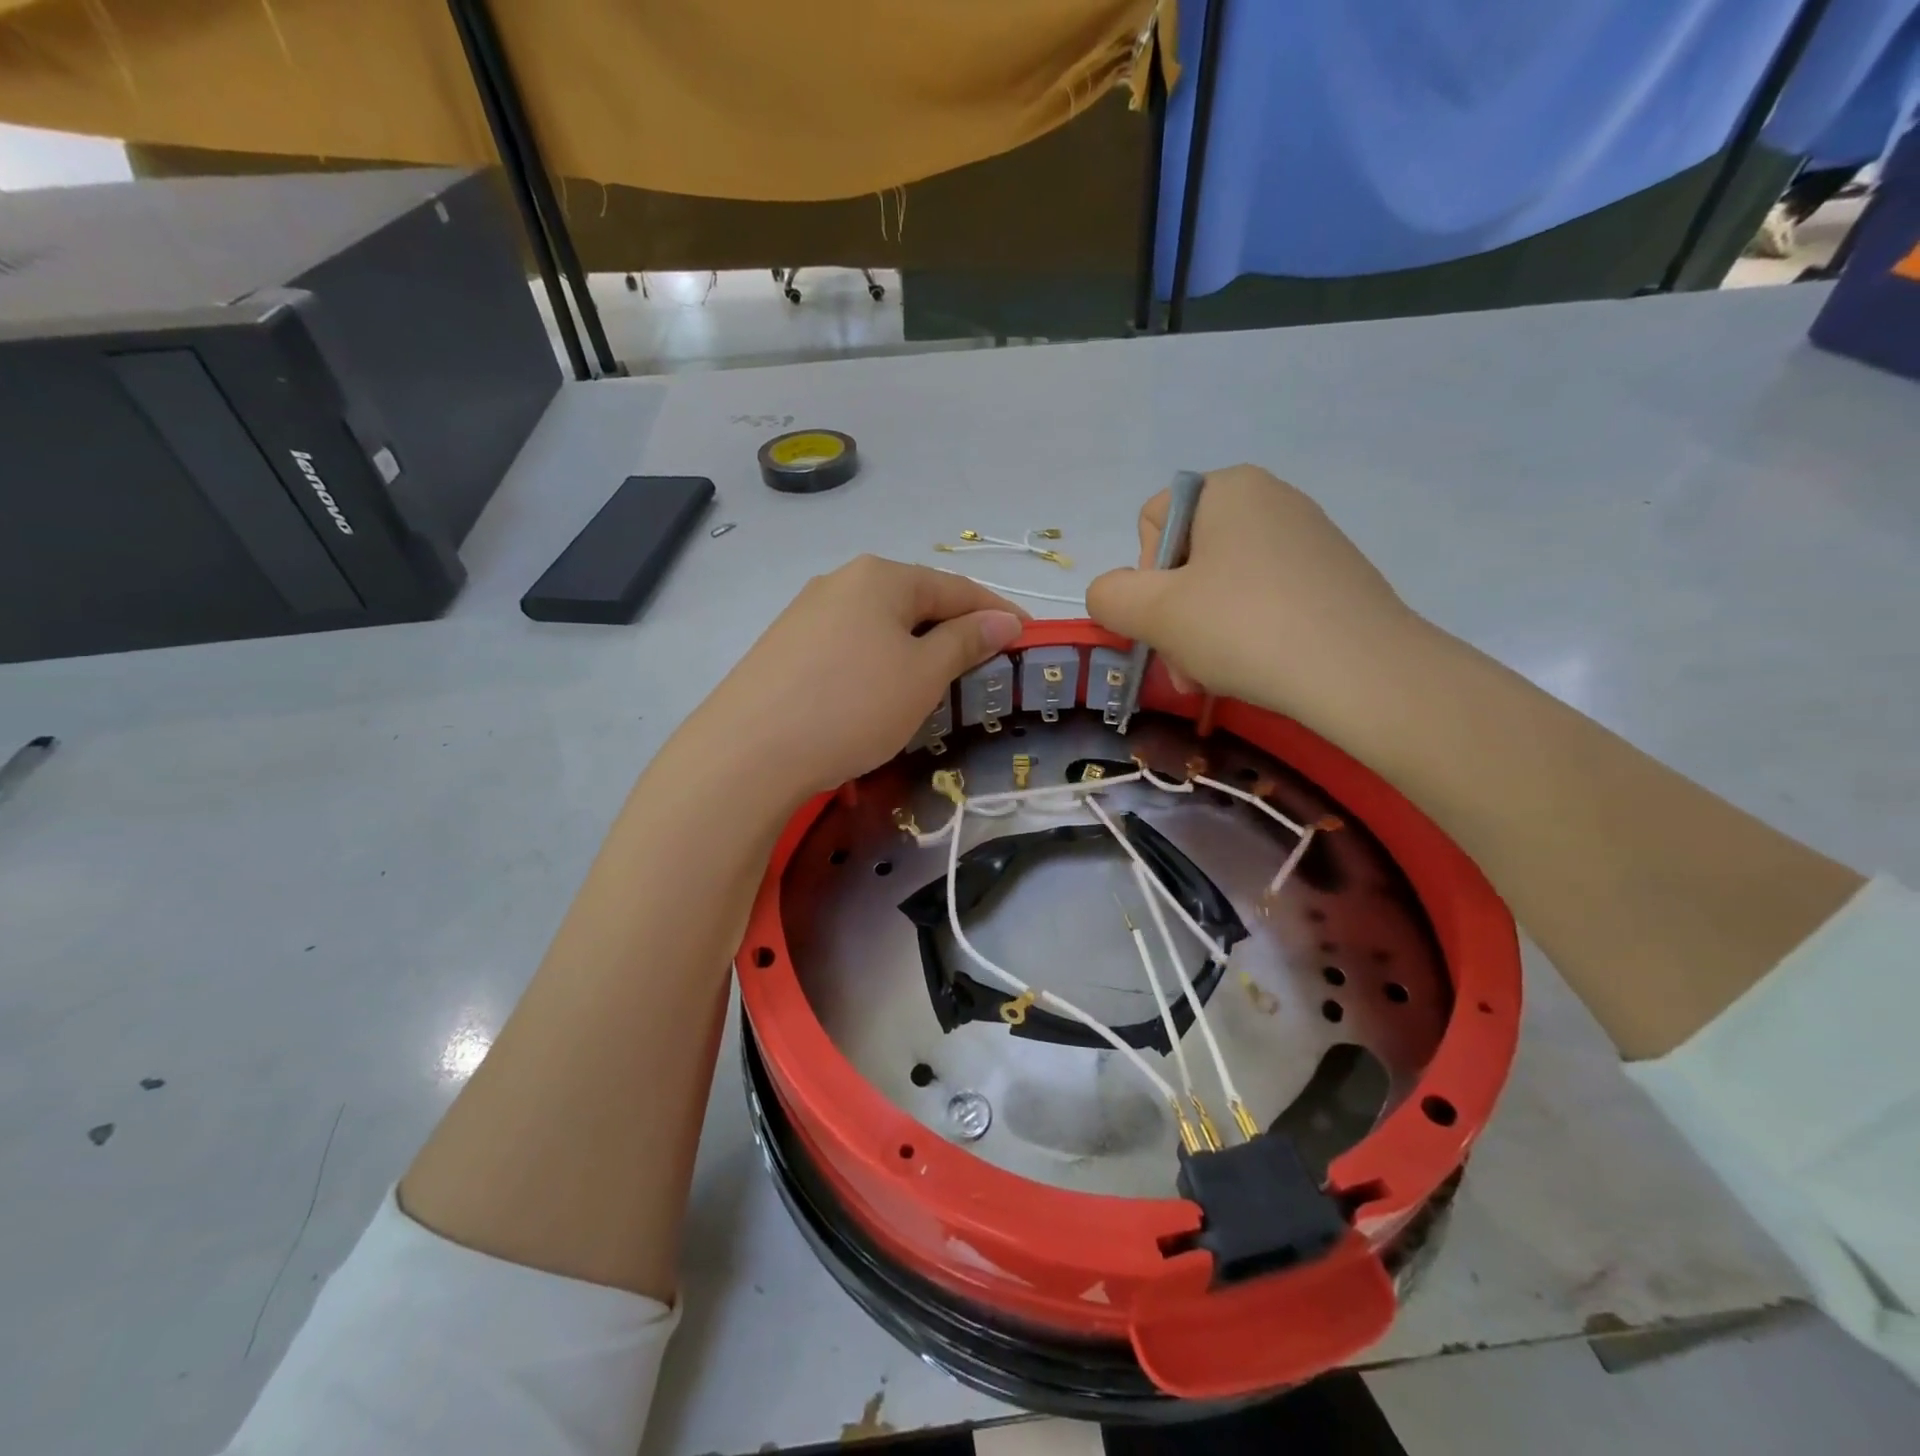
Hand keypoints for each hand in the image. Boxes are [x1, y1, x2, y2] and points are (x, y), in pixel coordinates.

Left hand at [684, 556, 1025, 799]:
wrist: (748, 752)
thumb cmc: (852, 706)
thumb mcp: (922, 675)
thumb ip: (965, 642)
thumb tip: (1003, 621)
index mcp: (881, 576)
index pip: (956, 588)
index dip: (997, 612)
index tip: (1029, 637)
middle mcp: (841, 581)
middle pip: (916, 601)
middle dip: (955, 631)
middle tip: (985, 667)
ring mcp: (806, 613)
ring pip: (881, 625)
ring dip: (916, 649)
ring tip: (937, 684)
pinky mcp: (785, 647)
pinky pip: (850, 645)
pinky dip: (880, 663)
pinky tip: (879, 693)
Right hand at [1086, 465, 1420, 720]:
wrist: (1364, 674)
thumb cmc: (1246, 628)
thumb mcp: (1154, 613)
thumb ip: (1109, 596)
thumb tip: (1111, 595)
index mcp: (1228, 488)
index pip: (1151, 523)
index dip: (1143, 577)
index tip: (1164, 619)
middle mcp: (1270, 498)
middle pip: (1186, 559)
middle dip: (1174, 618)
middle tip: (1186, 667)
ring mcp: (1307, 537)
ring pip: (1222, 586)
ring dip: (1202, 634)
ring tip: (1215, 677)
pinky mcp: (1331, 576)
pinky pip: (1263, 598)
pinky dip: (1246, 634)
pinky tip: (1256, 668)